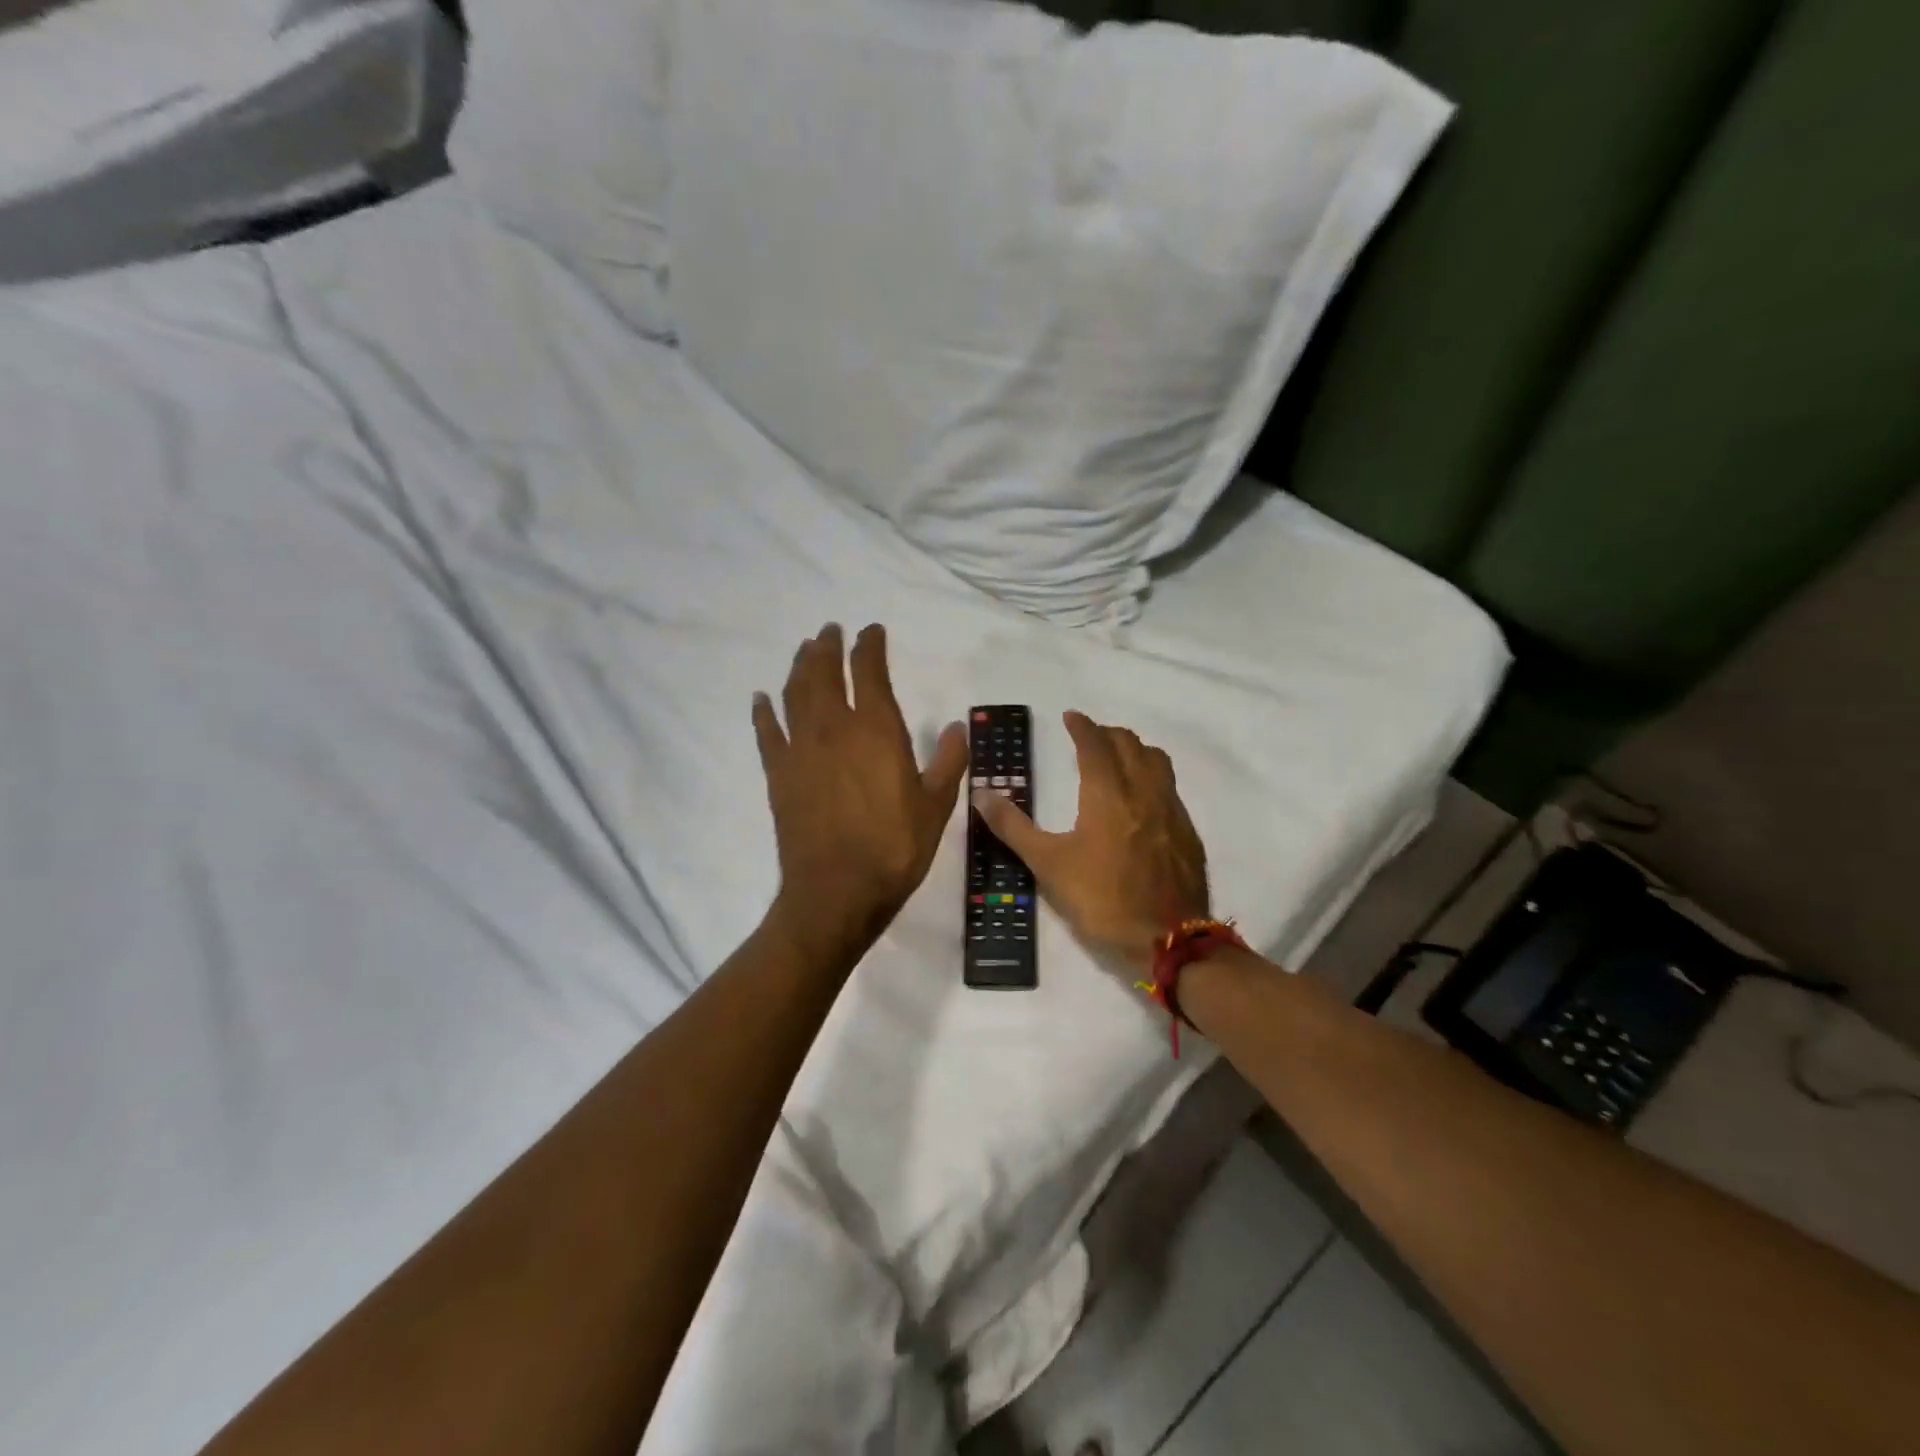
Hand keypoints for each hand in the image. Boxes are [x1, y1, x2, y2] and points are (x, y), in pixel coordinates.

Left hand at [754, 624, 968, 962]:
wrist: (837, 892)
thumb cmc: (894, 849)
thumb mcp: (936, 807)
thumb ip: (949, 762)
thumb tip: (956, 727)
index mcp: (876, 730)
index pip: (869, 672)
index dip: (869, 646)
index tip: (871, 630)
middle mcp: (834, 728)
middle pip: (824, 673)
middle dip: (827, 647)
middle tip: (829, 630)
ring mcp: (800, 750)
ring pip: (795, 694)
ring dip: (799, 667)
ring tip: (804, 651)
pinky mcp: (778, 774)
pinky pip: (767, 732)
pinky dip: (763, 711)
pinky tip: (761, 698)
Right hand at [973, 711, 1209, 972]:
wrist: (1167, 939)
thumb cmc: (1102, 899)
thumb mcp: (1047, 864)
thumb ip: (1013, 826)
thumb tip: (981, 793)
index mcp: (1108, 794)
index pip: (1095, 745)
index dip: (1082, 726)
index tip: (1071, 716)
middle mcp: (1144, 792)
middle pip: (1130, 745)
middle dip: (1109, 734)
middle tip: (1091, 736)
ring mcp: (1171, 811)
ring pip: (1157, 762)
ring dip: (1136, 750)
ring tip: (1120, 758)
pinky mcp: (1187, 834)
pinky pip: (1170, 789)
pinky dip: (1153, 778)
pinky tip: (1144, 800)